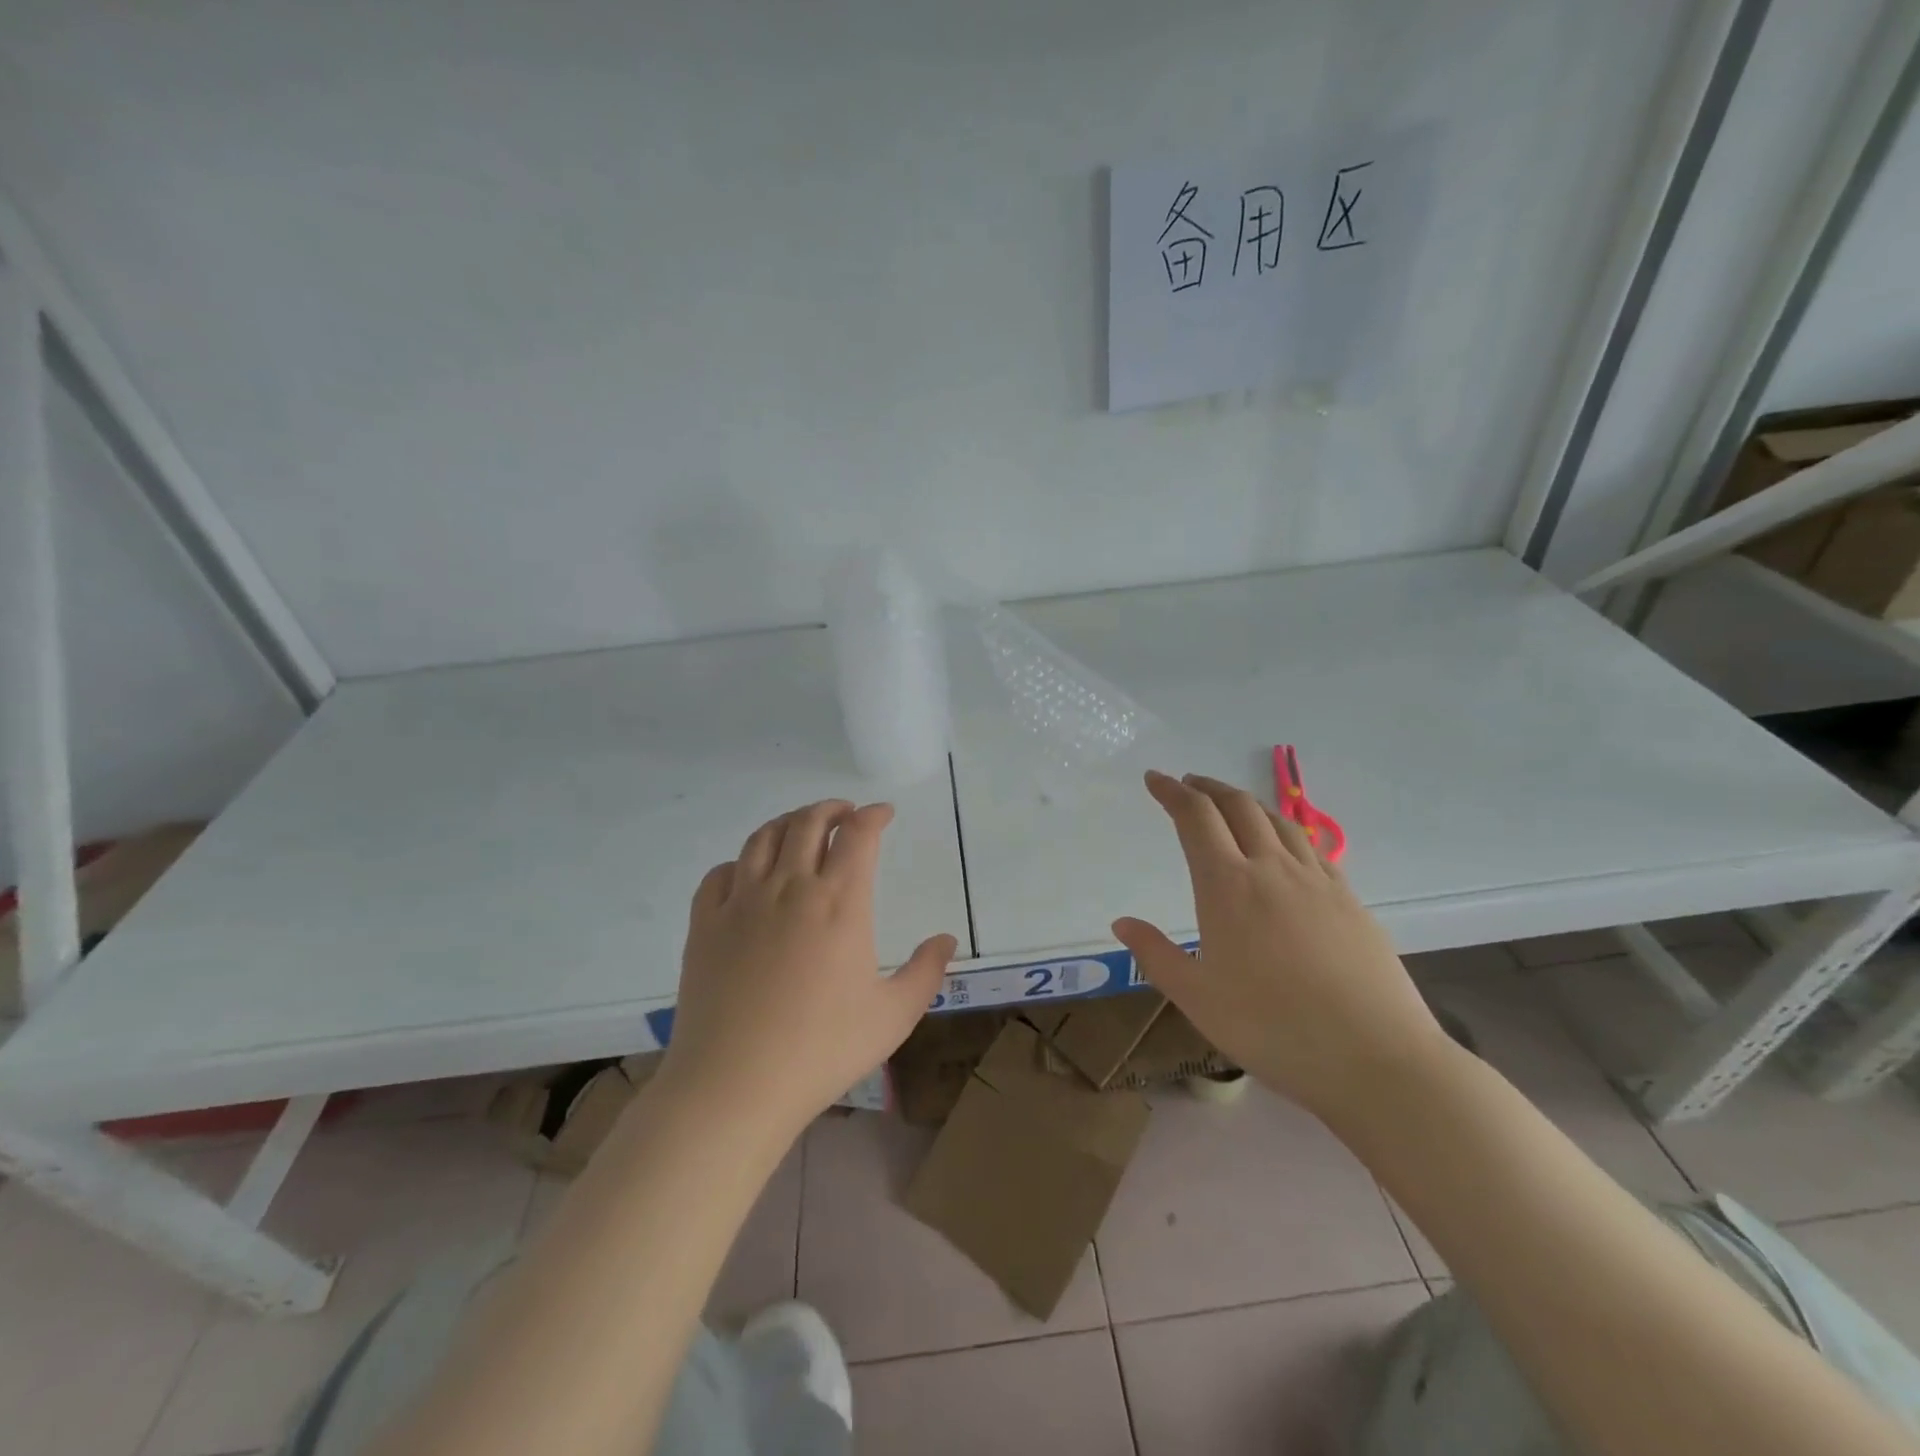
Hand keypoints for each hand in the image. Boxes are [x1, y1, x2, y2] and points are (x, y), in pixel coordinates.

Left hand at [658, 799, 957, 1146]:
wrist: (735, 1085)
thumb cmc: (822, 1050)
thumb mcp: (893, 1016)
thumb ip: (925, 972)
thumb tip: (945, 939)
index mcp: (840, 901)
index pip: (858, 834)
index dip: (873, 815)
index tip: (883, 814)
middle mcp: (790, 886)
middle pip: (808, 822)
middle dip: (831, 809)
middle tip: (845, 814)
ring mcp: (742, 901)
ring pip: (763, 837)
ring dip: (788, 823)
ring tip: (800, 829)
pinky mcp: (705, 923)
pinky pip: (720, 873)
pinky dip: (741, 861)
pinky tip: (749, 874)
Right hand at [1110, 771, 1452, 1125]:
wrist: (1374, 1058)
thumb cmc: (1271, 1028)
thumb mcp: (1196, 998)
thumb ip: (1154, 954)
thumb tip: (1122, 923)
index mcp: (1227, 885)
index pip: (1195, 818)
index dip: (1171, 792)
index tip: (1154, 779)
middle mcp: (1272, 869)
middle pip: (1238, 806)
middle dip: (1207, 788)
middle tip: (1187, 785)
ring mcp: (1317, 881)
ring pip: (1278, 820)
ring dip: (1247, 803)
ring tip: (1230, 807)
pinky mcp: (1350, 900)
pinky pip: (1311, 847)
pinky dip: (1285, 831)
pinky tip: (1284, 849)